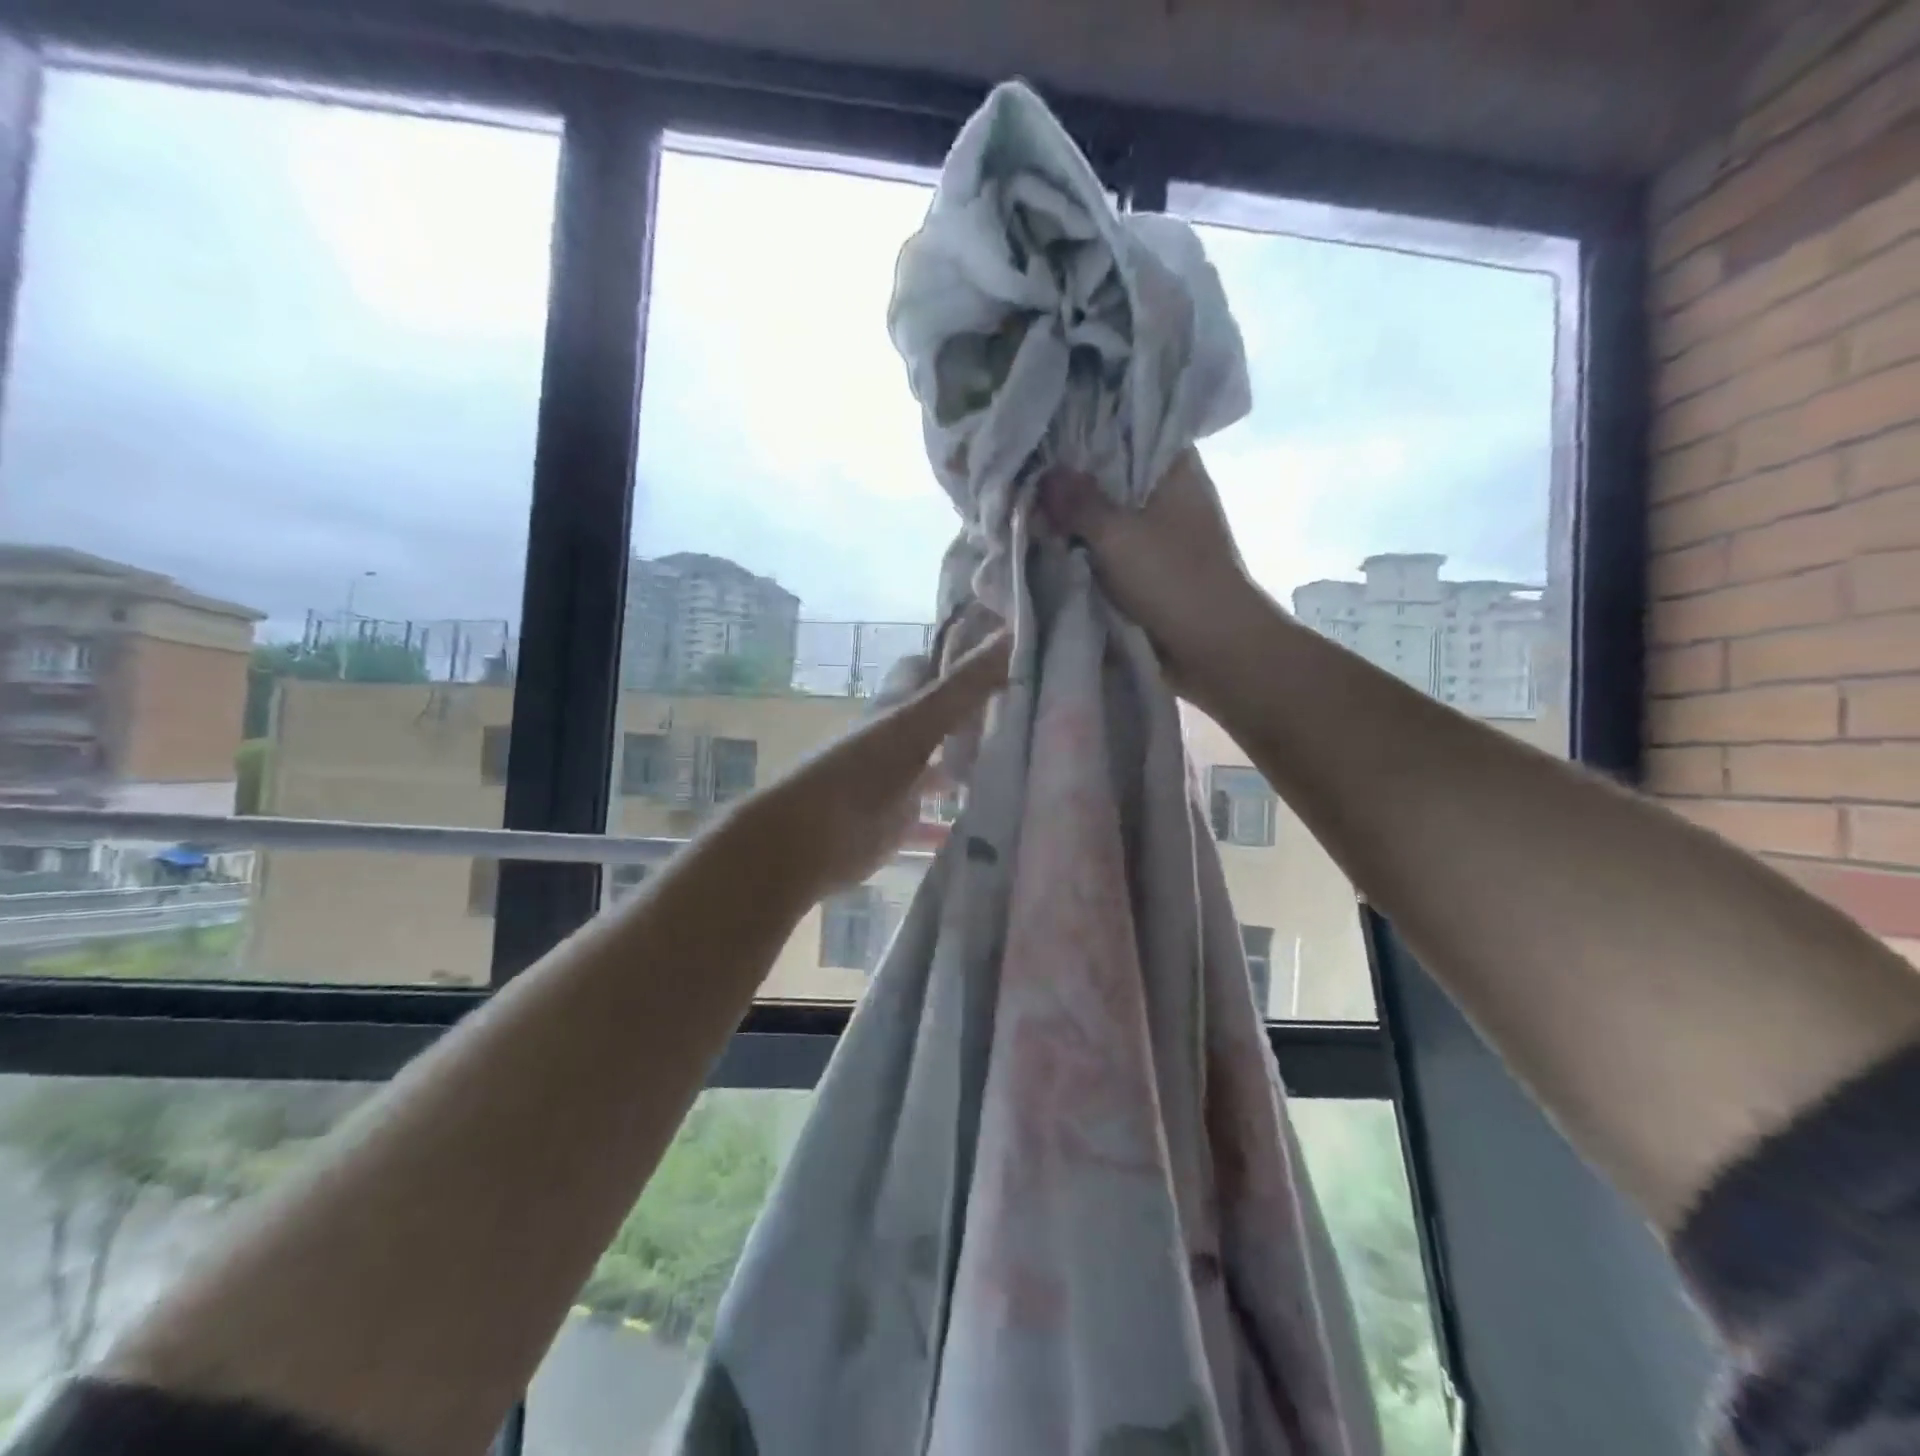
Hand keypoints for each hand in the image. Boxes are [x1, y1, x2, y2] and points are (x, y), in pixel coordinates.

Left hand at [759, 628, 1010, 894]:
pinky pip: (931, 815)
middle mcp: (895, 737)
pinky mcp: (896, 820)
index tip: (1004, 658)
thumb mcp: (917, 722)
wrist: (808, 840)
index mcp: (897, 705)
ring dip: (968, 763)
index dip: (957, 657)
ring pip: (938, 762)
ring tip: (1020, 767)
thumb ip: (964, 685)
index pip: (925, 667)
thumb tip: (1012, 633)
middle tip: (1025, 716)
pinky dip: (953, 817)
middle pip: (936, 716)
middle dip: (974, 714)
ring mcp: (896, 780)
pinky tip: (986, 823)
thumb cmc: (860, 771)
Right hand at [1036, 450, 1262, 704]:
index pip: (1128, 429)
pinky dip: (1084, 549)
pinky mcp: (1150, 569)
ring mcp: (1160, 533)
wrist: (1214, 648)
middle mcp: (1168, 494)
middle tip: (1023, 472)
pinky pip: (1109, 549)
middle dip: (1071, 480)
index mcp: (1173, 469)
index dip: (1086, 428)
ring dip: (1075, 519)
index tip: (1044, 429)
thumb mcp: (1117, 535)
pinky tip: (1048, 544)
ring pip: (1107, 515)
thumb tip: (1044, 475)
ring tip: (1027, 506)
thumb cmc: (1173, 578)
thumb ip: (1077, 503)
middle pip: (1111, 475)